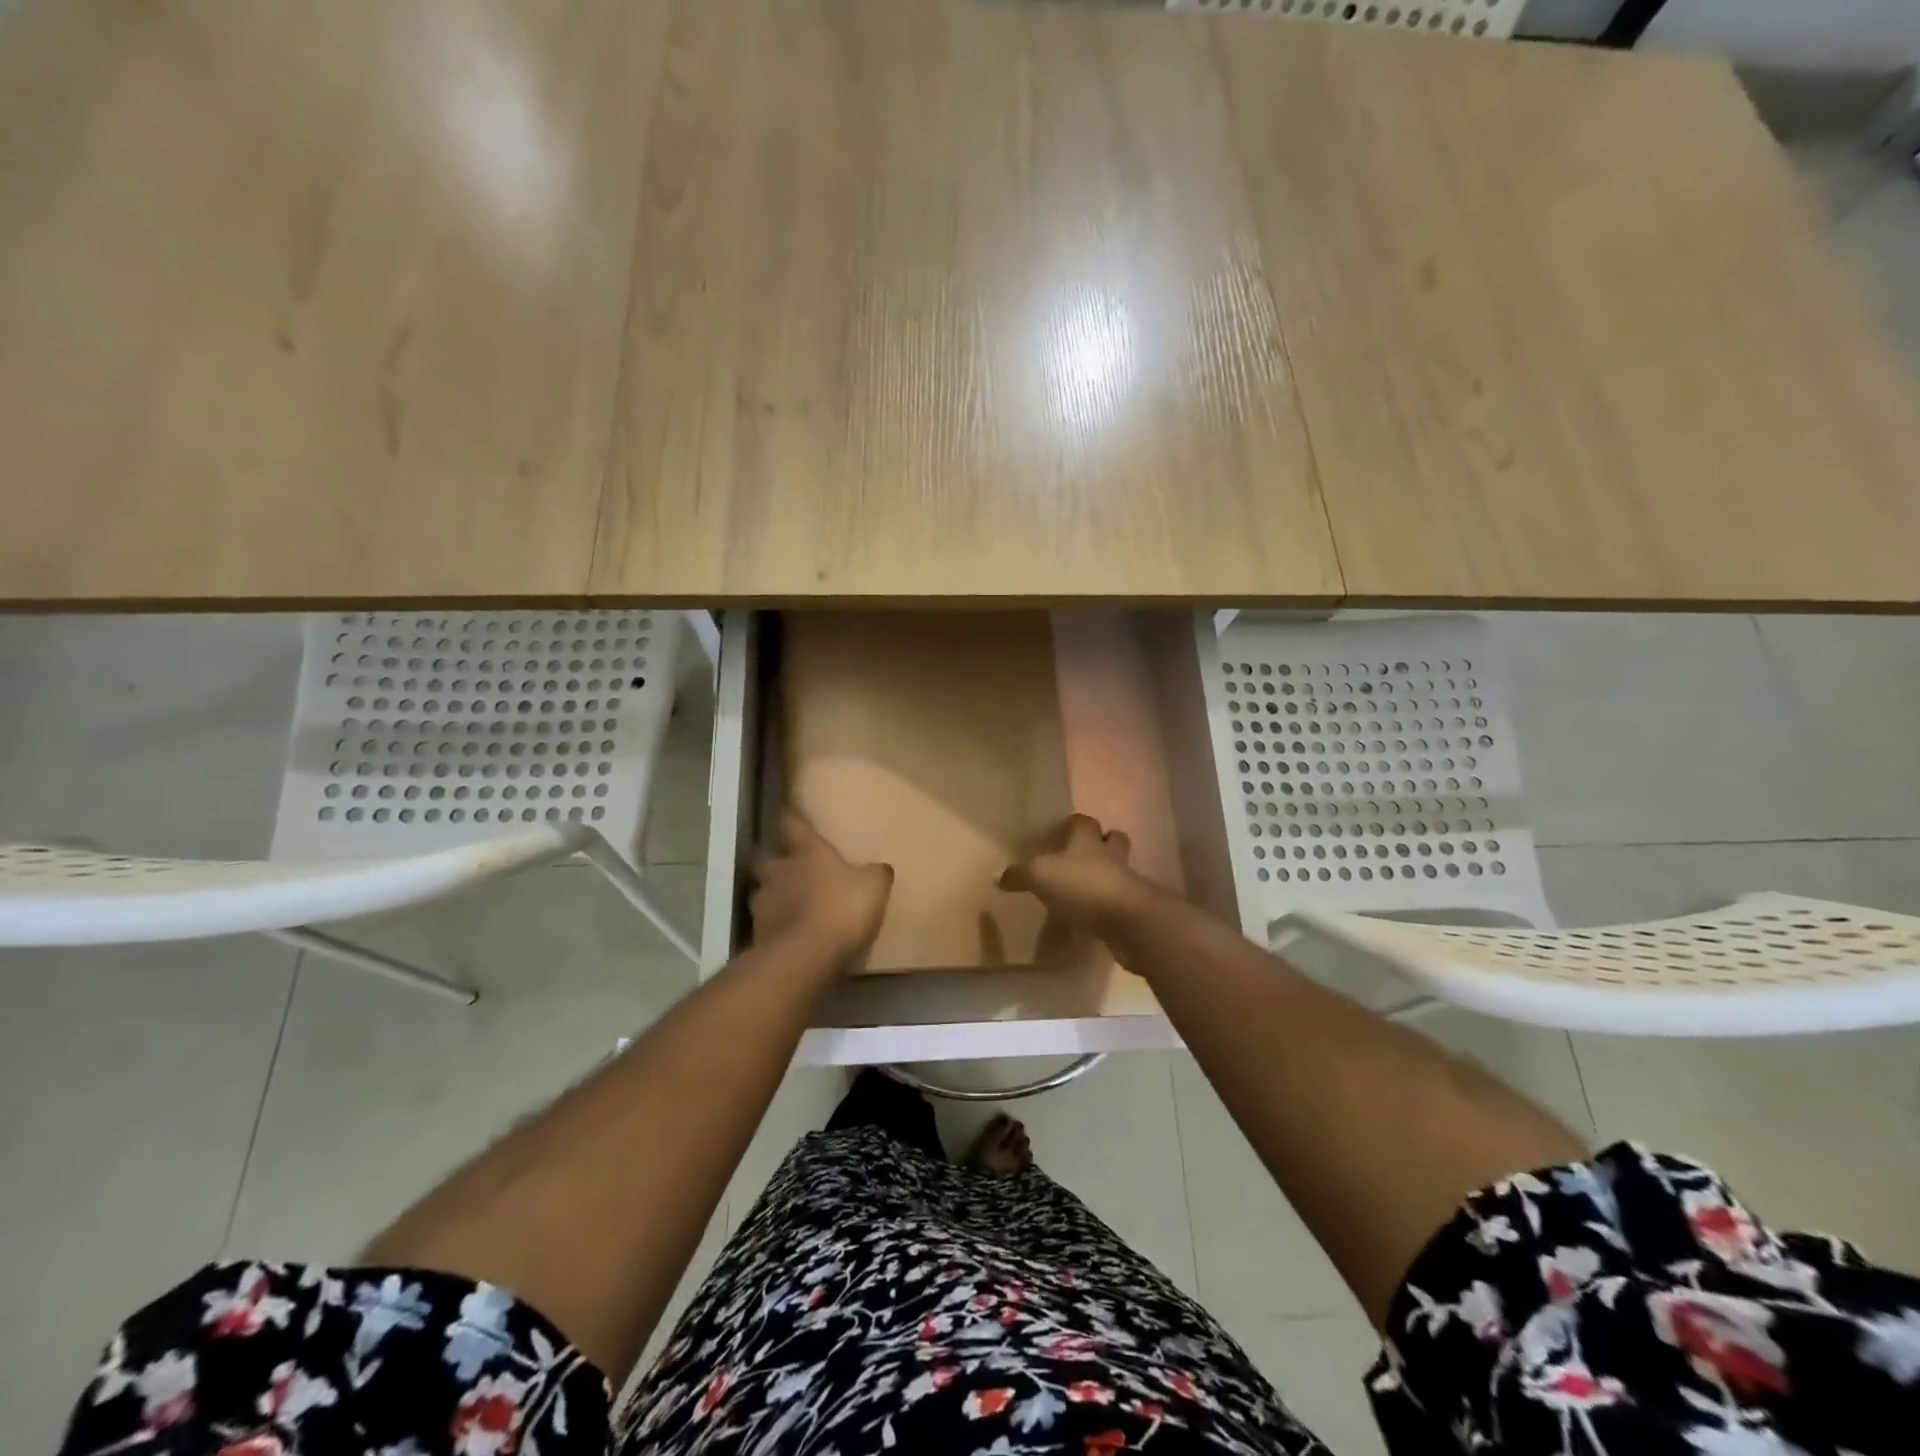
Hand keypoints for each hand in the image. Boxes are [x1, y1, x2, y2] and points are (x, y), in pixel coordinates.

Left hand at [750, 811, 892, 965]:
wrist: (805, 956)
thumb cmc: (841, 908)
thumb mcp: (873, 887)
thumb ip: (875, 874)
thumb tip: (879, 868)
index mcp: (807, 852)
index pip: (792, 824)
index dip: (792, 819)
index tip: (789, 813)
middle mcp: (779, 871)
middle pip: (767, 859)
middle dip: (776, 862)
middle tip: (790, 869)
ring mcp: (764, 904)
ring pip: (764, 893)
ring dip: (775, 897)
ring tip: (792, 907)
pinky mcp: (758, 935)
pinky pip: (768, 925)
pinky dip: (777, 927)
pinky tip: (792, 936)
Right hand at [998, 814, 1158, 937]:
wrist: (1128, 920)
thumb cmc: (1083, 886)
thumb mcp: (1040, 876)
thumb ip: (1019, 875)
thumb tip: (997, 876)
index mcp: (1088, 841)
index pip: (1083, 822)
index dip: (1074, 824)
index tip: (1062, 830)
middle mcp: (1110, 856)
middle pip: (1112, 840)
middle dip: (1101, 844)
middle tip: (1082, 856)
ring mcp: (1126, 882)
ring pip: (1117, 871)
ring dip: (1105, 876)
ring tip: (1084, 889)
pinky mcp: (1132, 909)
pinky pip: (1118, 902)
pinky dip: (1106, 906)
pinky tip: (1092, 917)